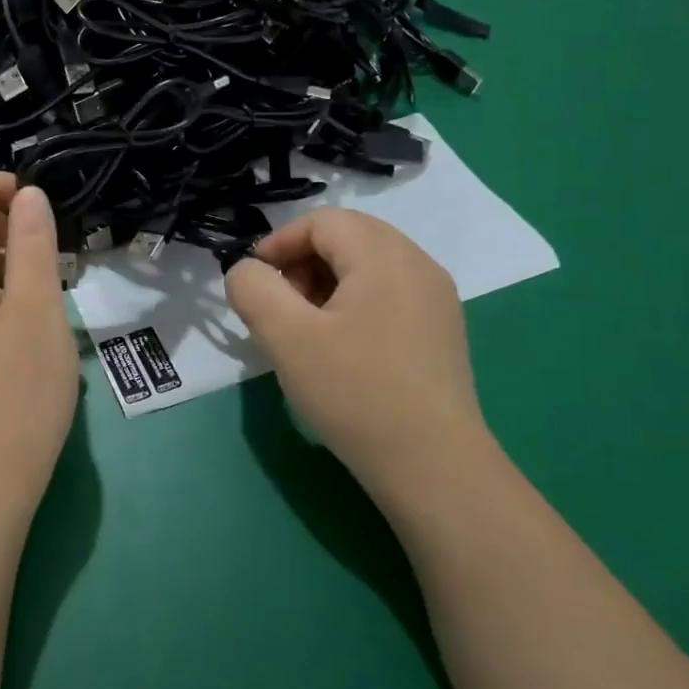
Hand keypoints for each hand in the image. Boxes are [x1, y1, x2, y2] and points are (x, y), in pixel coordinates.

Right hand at [226, 208, 489, 504]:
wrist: (433, 467)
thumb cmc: (355, 393)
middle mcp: (418, 265)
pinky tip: (340, 348)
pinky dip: (353, 304)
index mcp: (385, 256)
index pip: (322, 221)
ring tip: (305, 331)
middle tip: (279, 308)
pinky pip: (387, 294)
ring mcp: (436, 298)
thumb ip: (254, 289)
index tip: (254, 284)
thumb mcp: (287, 337)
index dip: (279, 244)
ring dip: (325, 284)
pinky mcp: (440, 330)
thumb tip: (247, 271)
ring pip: (367, 266)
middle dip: (302, 263)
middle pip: (347, 238)